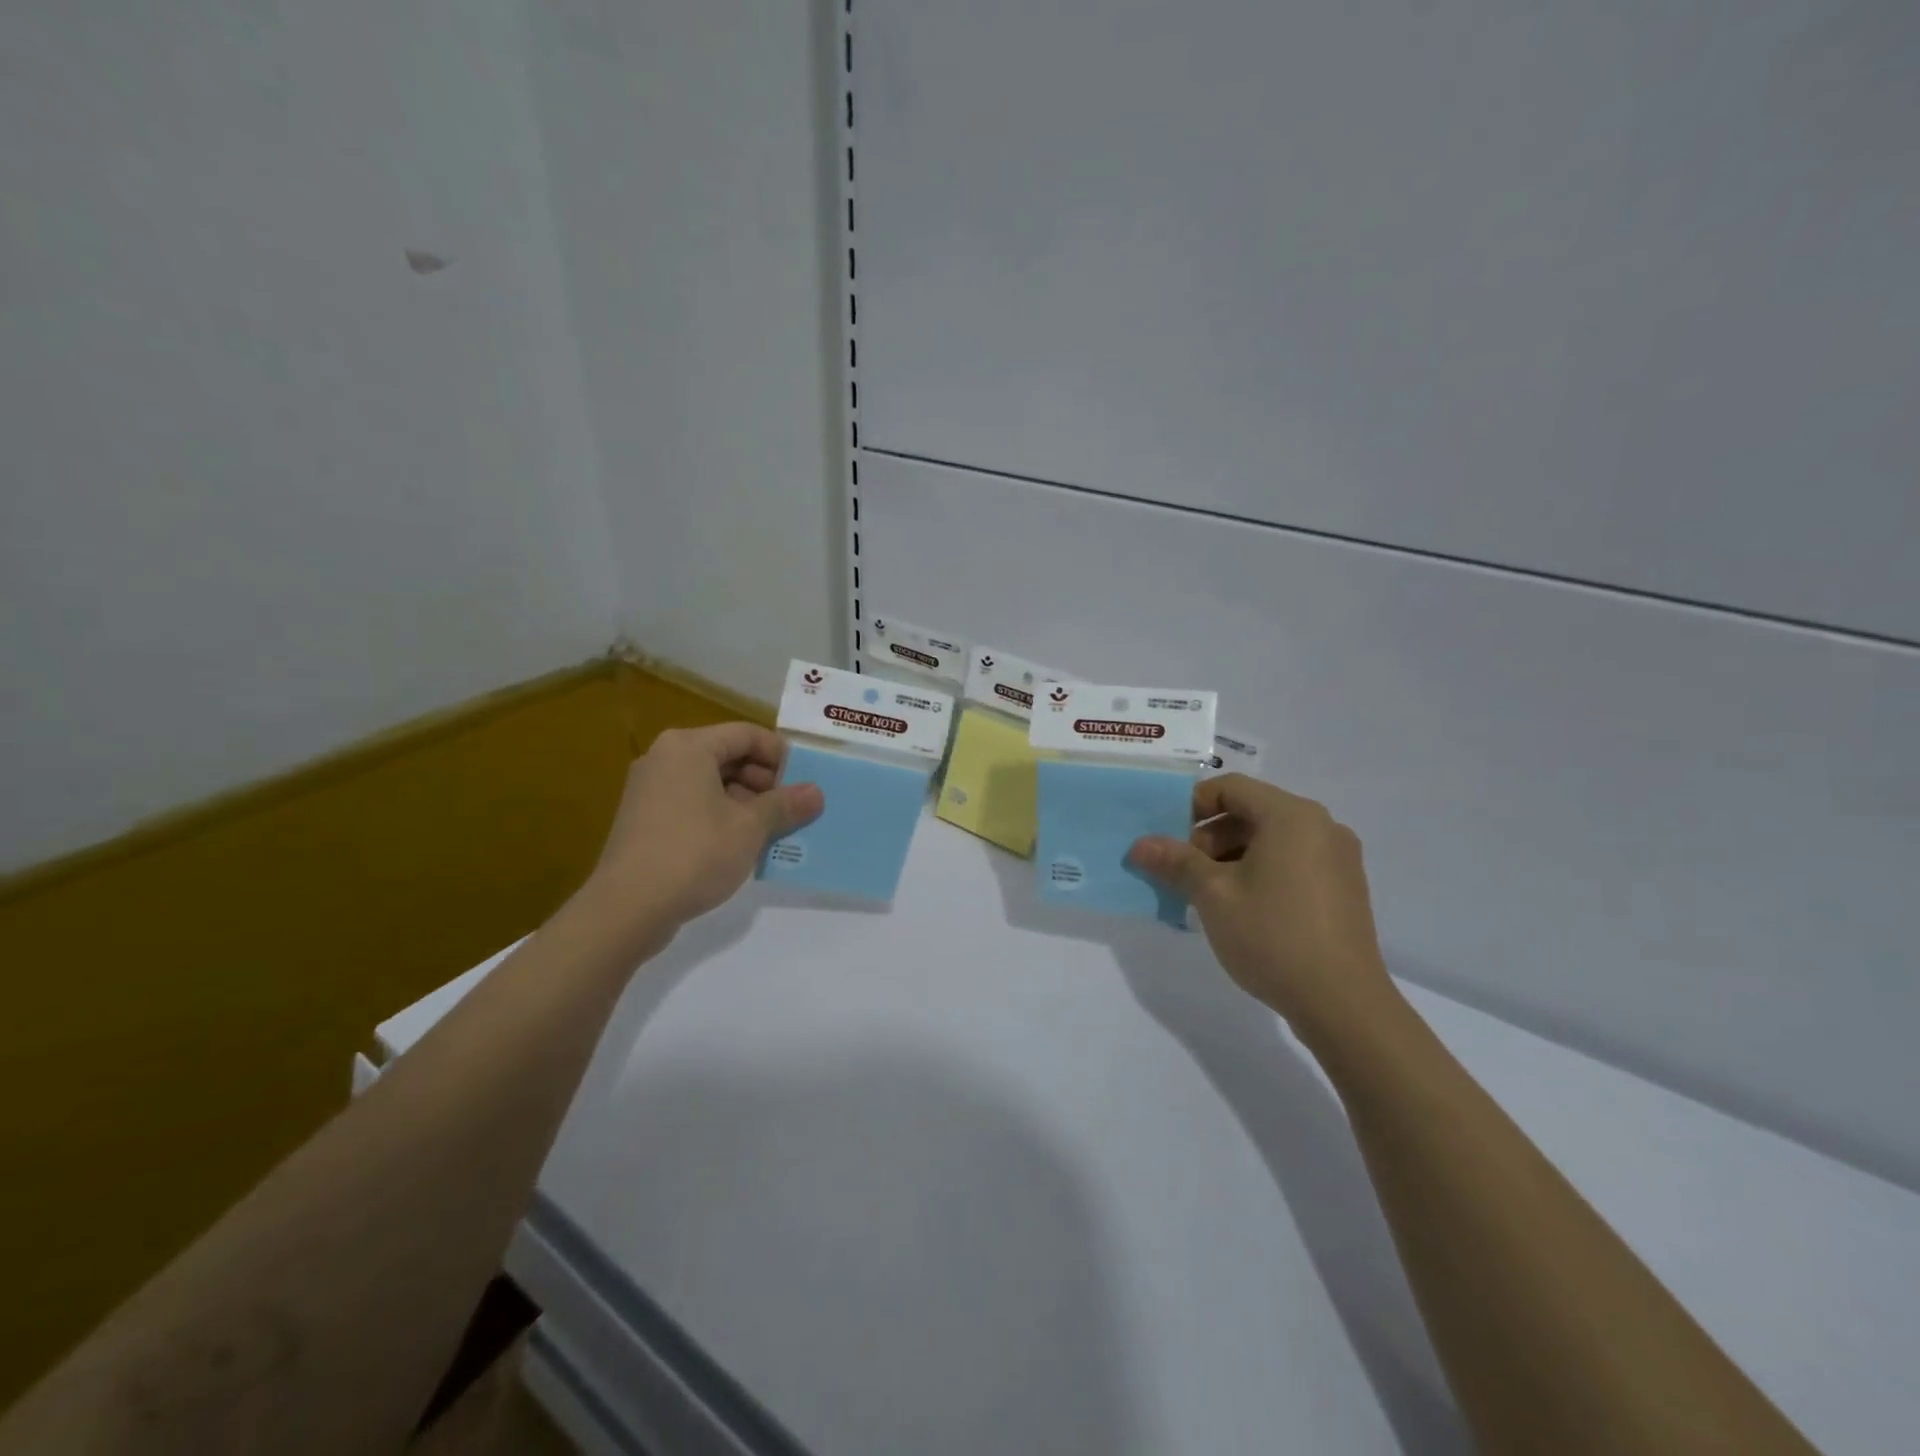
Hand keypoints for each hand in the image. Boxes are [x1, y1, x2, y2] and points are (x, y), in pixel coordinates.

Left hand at [587, 723, 822, 932]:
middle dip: (766, 782)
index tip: (805, 783)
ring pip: (712, 783)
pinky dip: (722, 817)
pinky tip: (743, 846)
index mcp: (689, 747)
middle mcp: (665, 758)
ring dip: (747, 803)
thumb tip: (816, 793)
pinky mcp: (645, 820)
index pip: (747, 734)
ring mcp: (651, 790)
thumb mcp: (750, 828)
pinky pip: (694, 805)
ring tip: (774, 832)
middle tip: (793, 810)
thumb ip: (785, 805)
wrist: (627, 908)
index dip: (781, 755)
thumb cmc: (694, 854)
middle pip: (728, 756)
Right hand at [1129, 774, 1395, 1034]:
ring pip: (1271, 840)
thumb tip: (1140, 845)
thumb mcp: (1213, 895)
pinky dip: (1260, 873)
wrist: (1343, 1004)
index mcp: (1292, 816)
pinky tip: (1241, 909)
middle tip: (1182, 873)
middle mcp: (1321, 826)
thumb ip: (1176, 862)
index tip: (1167, 836)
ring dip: (1232, 858)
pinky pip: (1292, 863)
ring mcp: (1338, 859)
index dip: (1192, 805)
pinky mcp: (1344, 889)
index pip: (1231, 788)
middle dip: (1210, 837)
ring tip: (1206, 896)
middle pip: (1251, 812)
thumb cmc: (1273, 936)